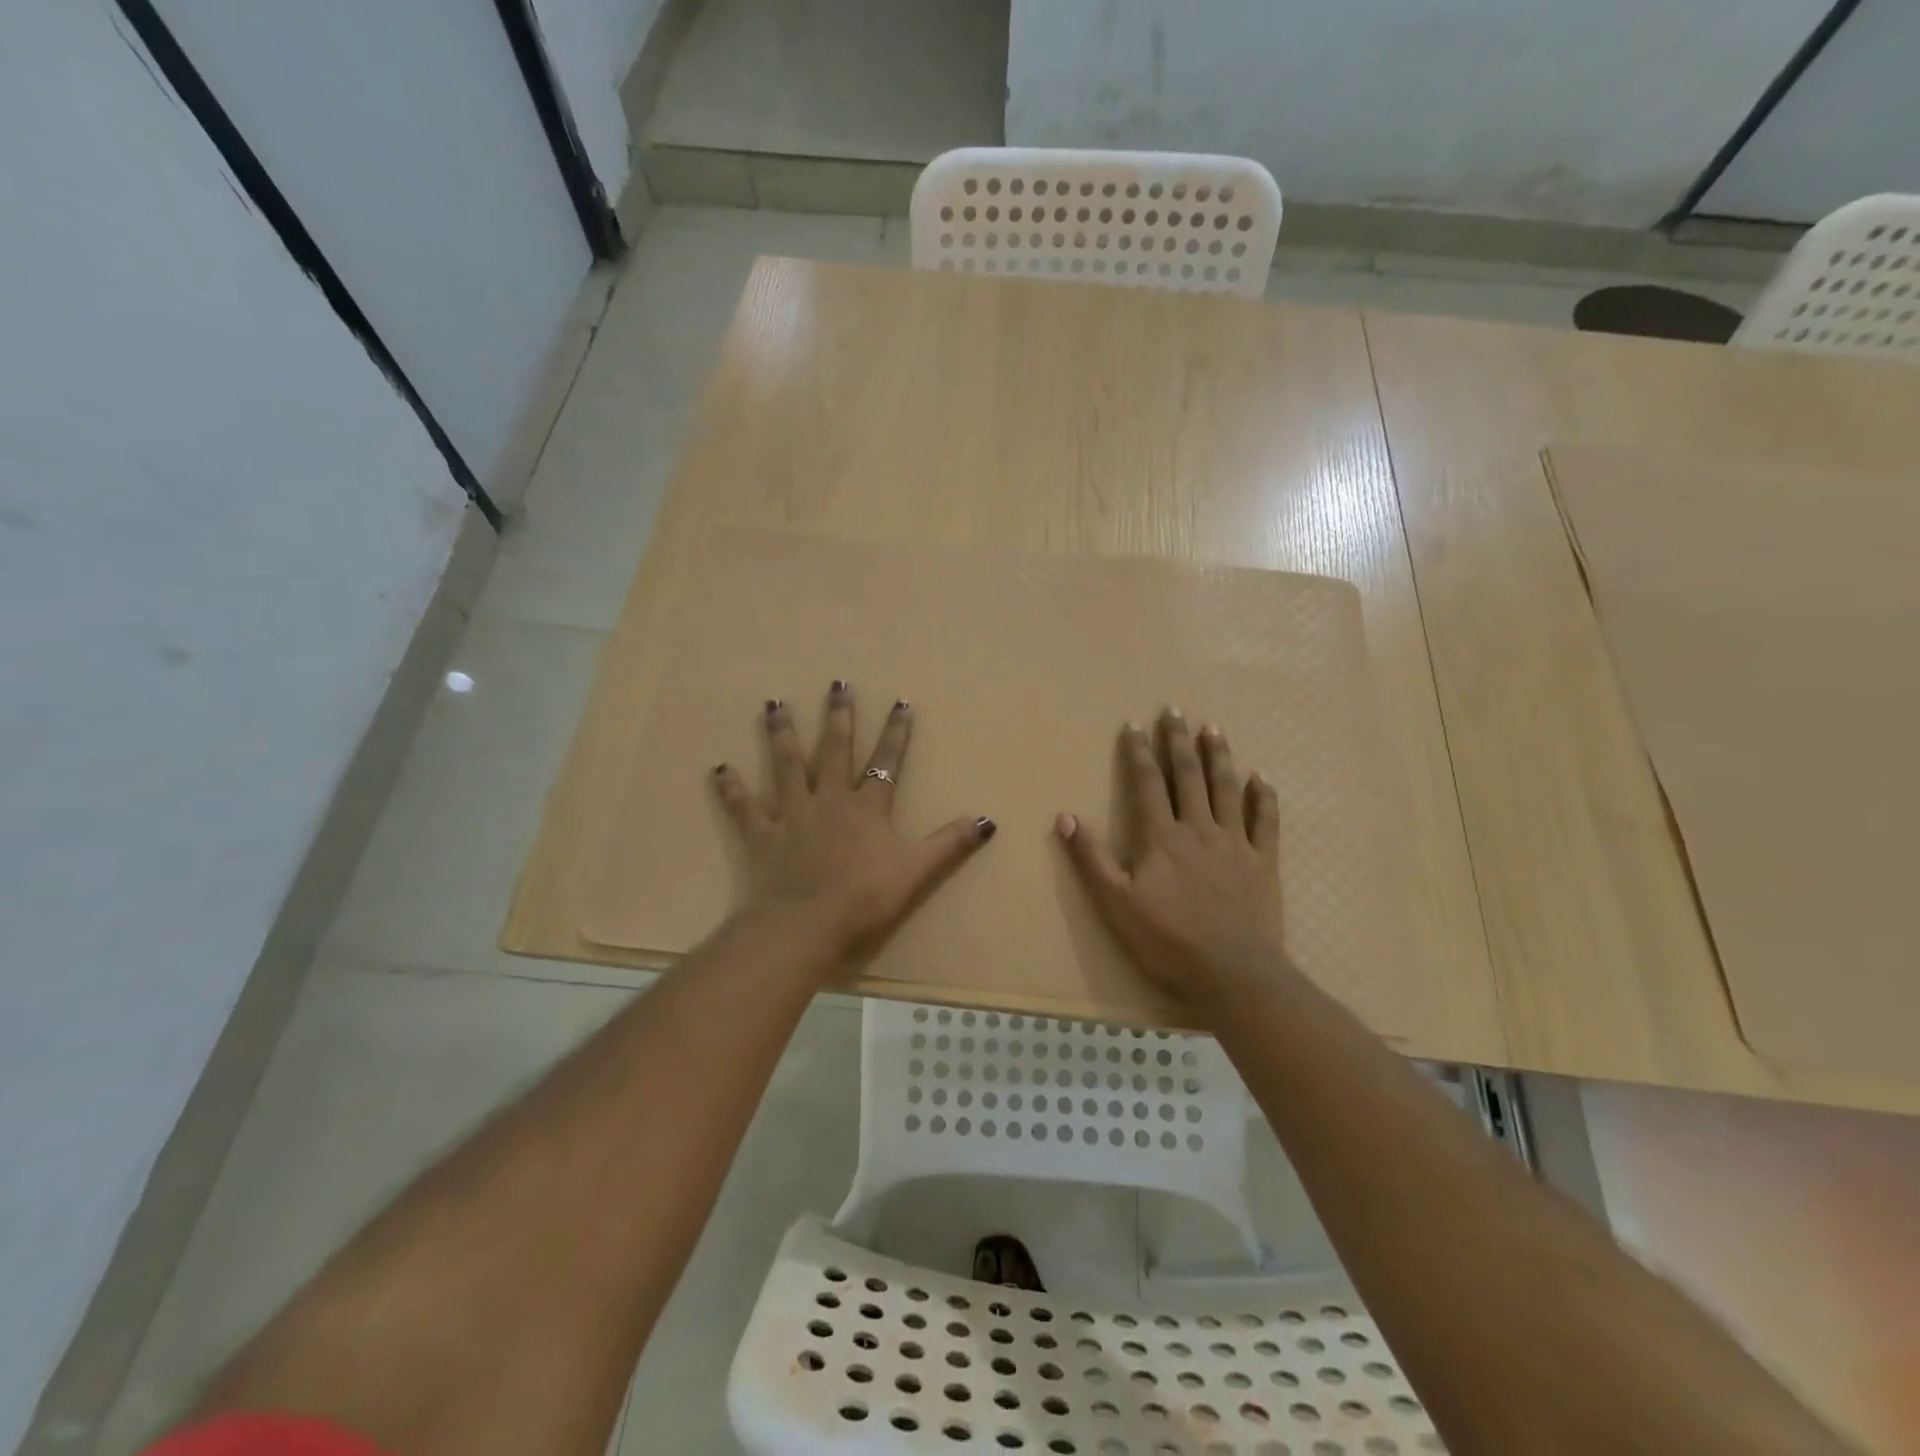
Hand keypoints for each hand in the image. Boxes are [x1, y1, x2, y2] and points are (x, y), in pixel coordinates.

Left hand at [713, 682, 994, 966]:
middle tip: (837, 684)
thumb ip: (950, 844)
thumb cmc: (864, 899)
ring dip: (781, 734)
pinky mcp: (762, 836)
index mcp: (866, 808)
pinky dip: (731, 789)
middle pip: (834, 751)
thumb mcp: (916, 872)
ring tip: (774, 704)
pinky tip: (718, 768)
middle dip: (838, 717)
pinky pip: (744, 808)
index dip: (896, 733)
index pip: (886, 762)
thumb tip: (988, 820)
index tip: (901, 701)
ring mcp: (792, 815)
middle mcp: (829, 800)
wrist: (806, 925)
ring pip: (786, 766)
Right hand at [1057, 708, 1289, 1010]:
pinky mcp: (1263, 862)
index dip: (1138, 751)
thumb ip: (1091, 858)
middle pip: (1188, 775)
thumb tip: (1065, 817)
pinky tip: (1260, 778)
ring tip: (1214, 728)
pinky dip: (1263, 797)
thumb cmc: (1167, 941)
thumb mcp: (1115, 903)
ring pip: (1227, 788)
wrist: (1233, 974)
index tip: (1134, 724)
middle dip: (1179, 741)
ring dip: (1219, 756)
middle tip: (1175, 710)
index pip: (1147, 782)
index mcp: (1161, 837)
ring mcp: (1235, 843)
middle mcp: (1199, 829)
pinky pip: (1265, 821)